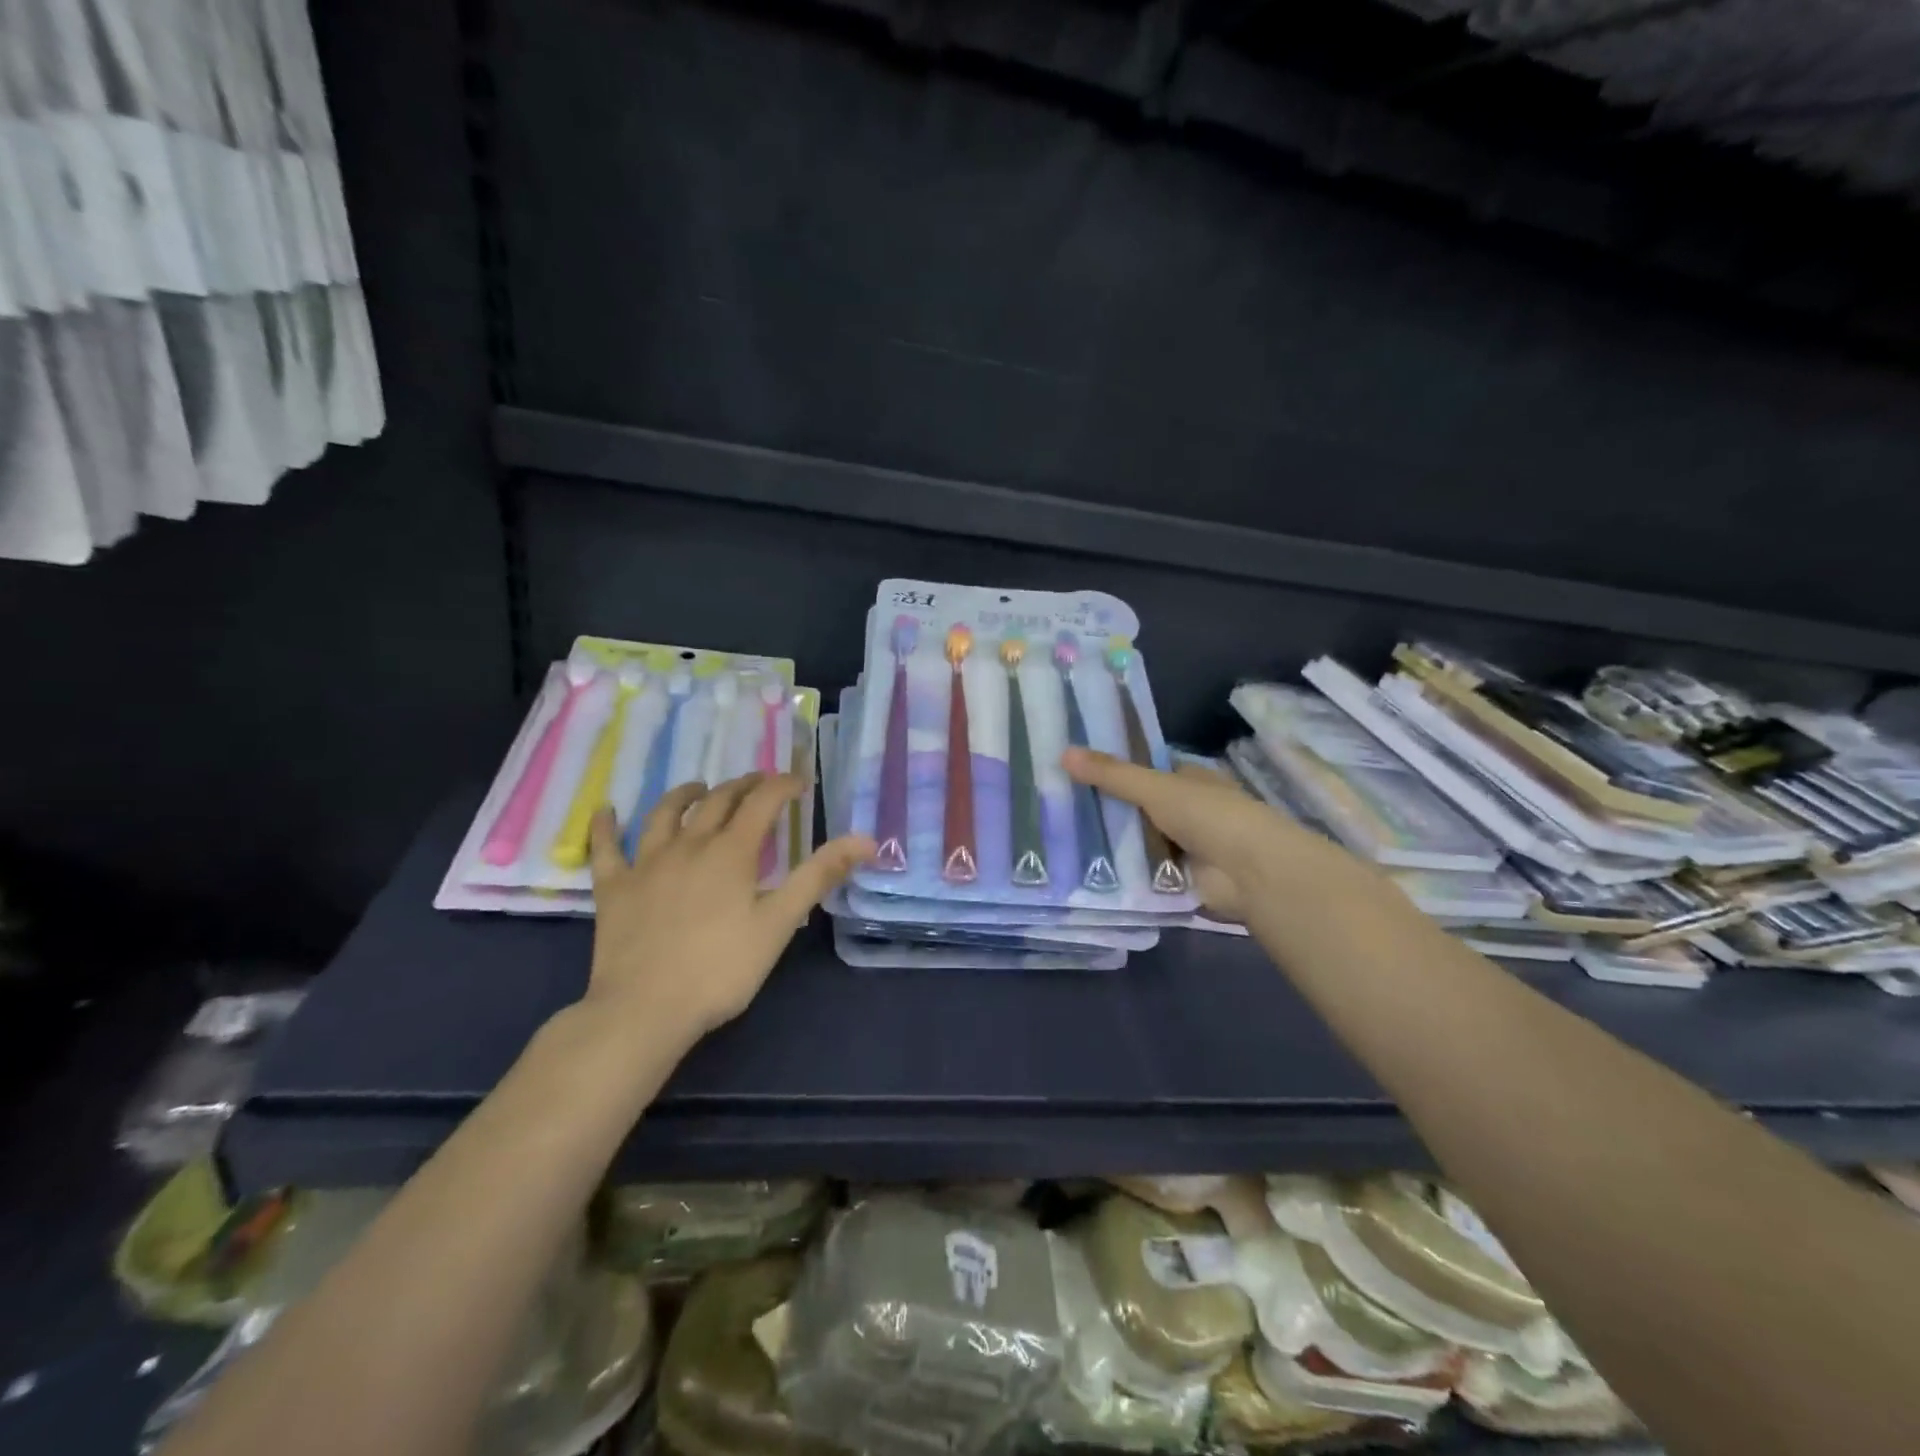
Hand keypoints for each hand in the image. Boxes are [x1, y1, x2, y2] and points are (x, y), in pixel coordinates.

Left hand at [585, 774, 873, 1046]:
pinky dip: (605, 826)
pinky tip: (605, 810)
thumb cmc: (721, 968)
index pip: (763, 802)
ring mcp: (646, 864)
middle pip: (718, 801)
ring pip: (665, 814)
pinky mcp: (614, 889)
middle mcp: (689, 845)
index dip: (783, 785)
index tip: (800, 783)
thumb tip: (865, 839)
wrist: (645, 1009)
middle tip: (760, 783)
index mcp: (732, 852)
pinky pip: (606, 849)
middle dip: (744, 786)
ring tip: (700, 787)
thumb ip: (819, 875)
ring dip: (686, 794)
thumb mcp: (779, 922)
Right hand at [1063, 748, 1337, 921]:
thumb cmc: (1209, 816)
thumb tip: (1064, 752)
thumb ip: (1112, 774)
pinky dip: (1119, 873)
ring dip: (1109, 843)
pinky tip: (1081, 870)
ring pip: (1137, 841)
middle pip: (1138, 807)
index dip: (1114, 768)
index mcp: (1189, 780)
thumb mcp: (1156, 788)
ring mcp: (1183, 847)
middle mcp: (1187, 811)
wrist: (1250, 873)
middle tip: (1055, 805)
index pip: (1146, 769)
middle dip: (1105, 809)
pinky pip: (1140, 873)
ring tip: (1058, 838)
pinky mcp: (1177, 881)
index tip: (1074, 768)